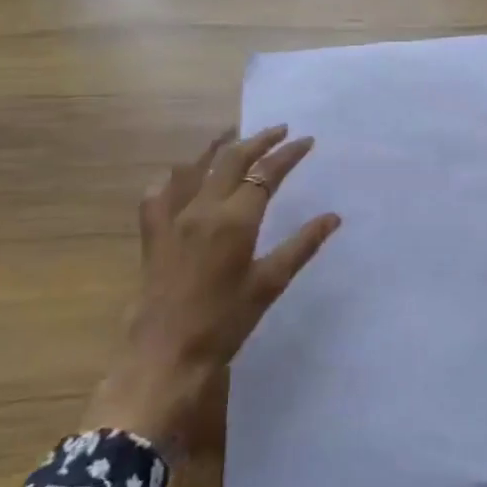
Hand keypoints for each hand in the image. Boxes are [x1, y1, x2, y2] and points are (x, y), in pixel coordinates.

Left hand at [85, 126, 339, 451]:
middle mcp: (203, 208)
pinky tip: (180, 175)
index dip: (288, 154)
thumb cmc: (224, 322)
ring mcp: (173, 218)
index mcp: (235, 219)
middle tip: (279, 130)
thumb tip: (333, 217)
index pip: (266, 173)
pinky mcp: (152, 234)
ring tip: (233, 135)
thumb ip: (302, 245)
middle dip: (258, 140)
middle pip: (232, 159)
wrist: (165, 355)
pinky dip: (173, 178)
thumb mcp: (270, 284)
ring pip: (194, 167)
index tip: (307, 140)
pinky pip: (158, 193)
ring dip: (217, 147)